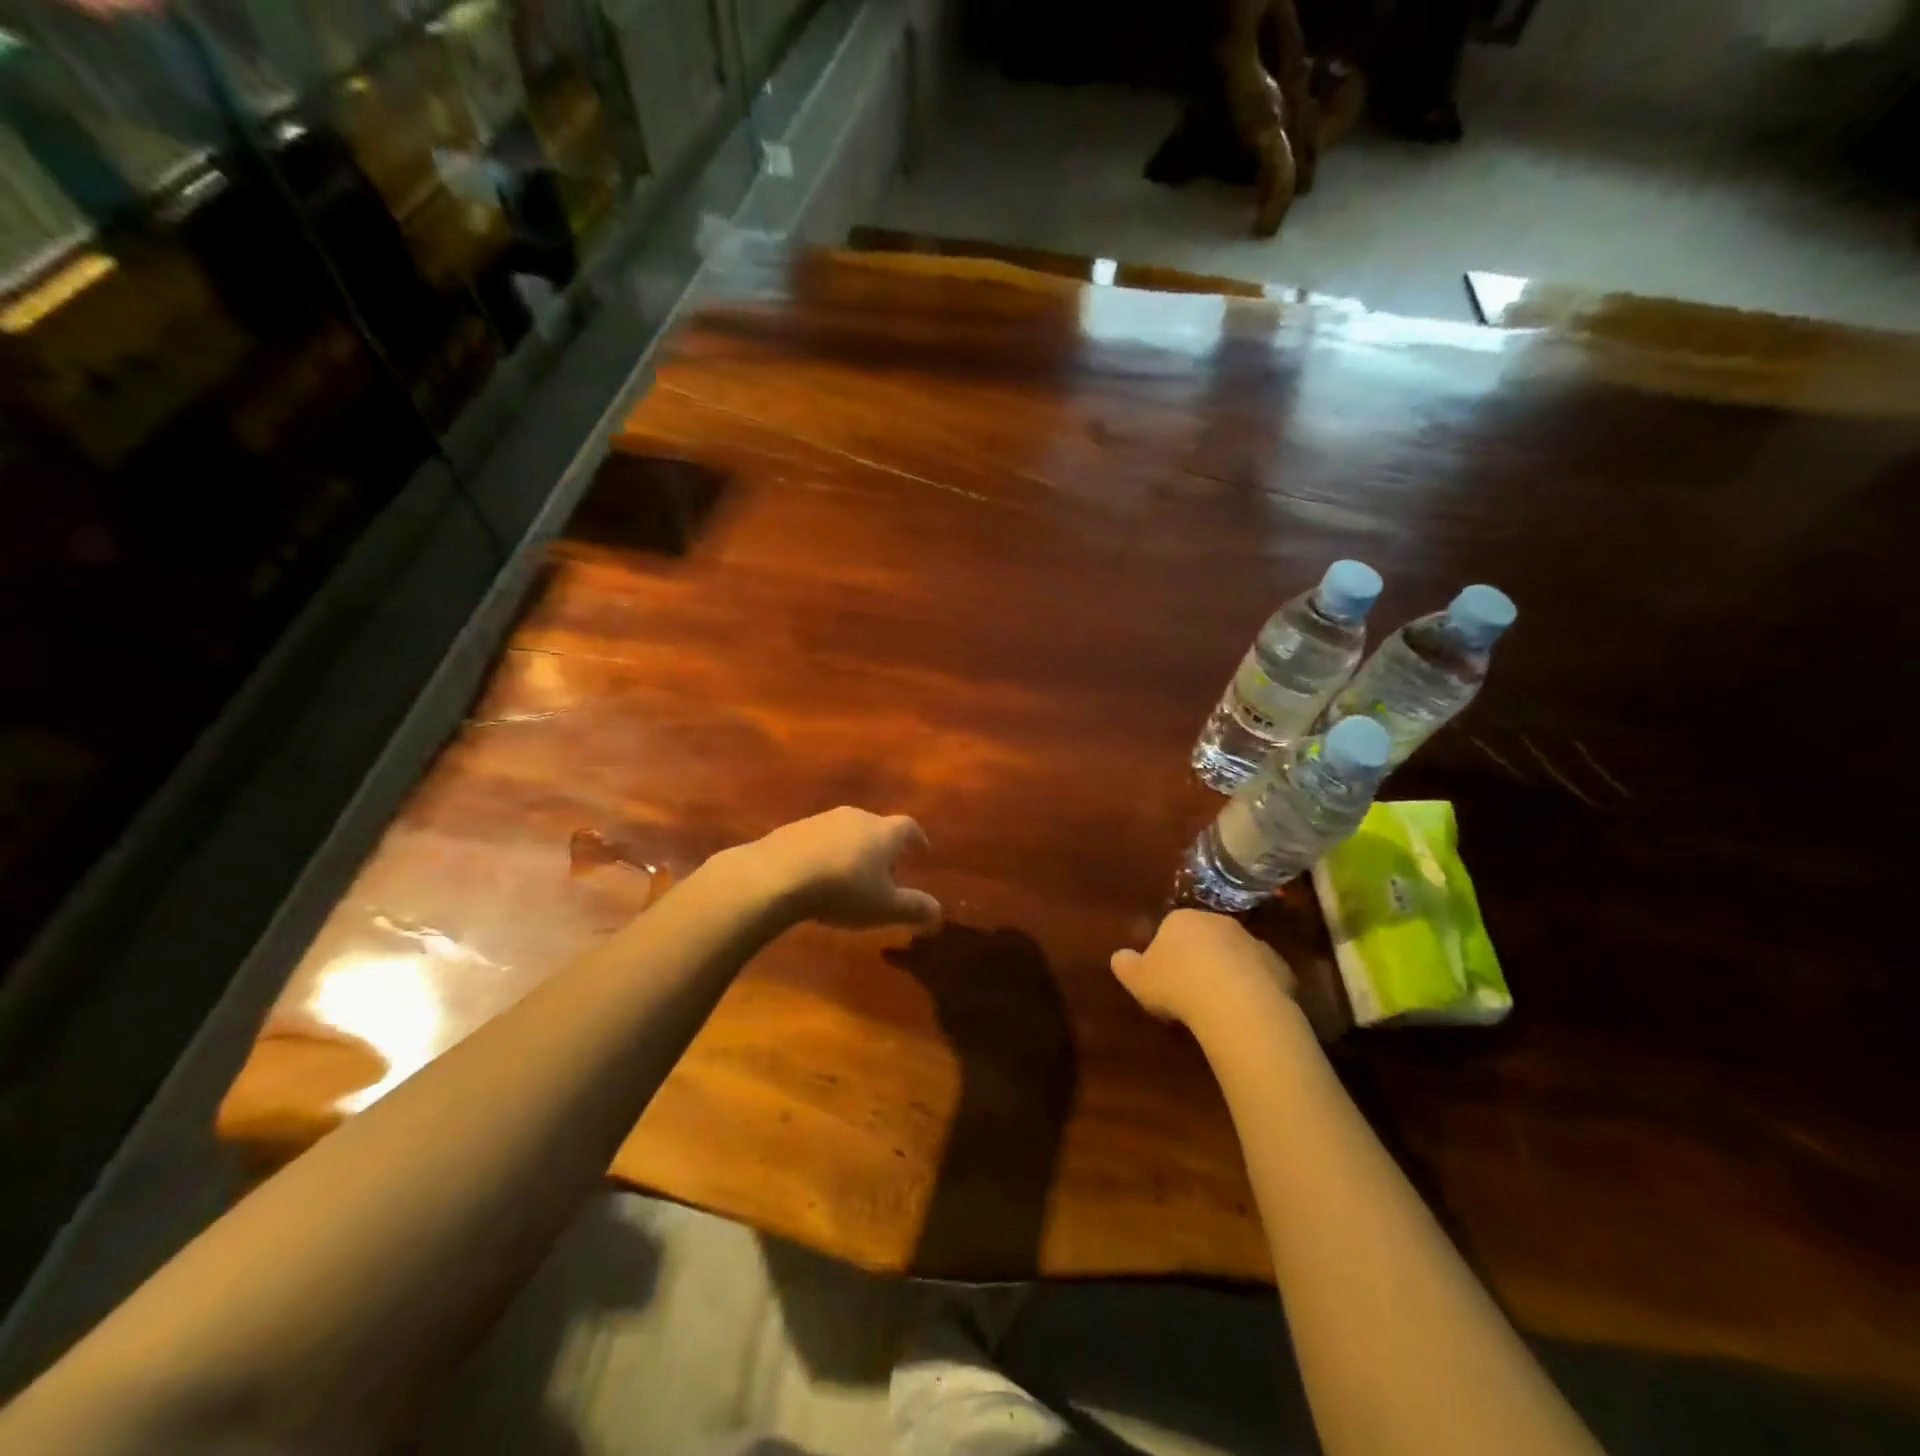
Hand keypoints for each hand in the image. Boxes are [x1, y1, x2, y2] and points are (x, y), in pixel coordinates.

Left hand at [733, 808, 941, 929]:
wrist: (776, 875)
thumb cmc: (842, 890)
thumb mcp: (884, 907)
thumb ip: (914, 908)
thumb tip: (940, 913)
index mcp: (884, 832)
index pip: (909, 827)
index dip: (917, 839)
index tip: (922, 851)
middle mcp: (856, 817)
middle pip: (877, 826)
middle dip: (884, 846)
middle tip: (887, 867)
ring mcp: (822, 820)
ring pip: (847, 831)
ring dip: (853, 848)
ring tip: (851, 873)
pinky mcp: (793, 829)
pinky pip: (819, 839)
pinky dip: (826, 853)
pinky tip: (818, 875)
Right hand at [1110, 910, 1295, 1033]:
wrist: (1236, 1003)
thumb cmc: (1178, 985)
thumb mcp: (1138, 979)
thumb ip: (1126, 965)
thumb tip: (1118, 956)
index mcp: (1181, 919)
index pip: (1170, 928)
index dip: (1166, 952)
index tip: (1164, 977)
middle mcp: (1217, 921)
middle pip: (1204, 937)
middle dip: (1199, 957)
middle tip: (1191, 990)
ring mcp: (1251, 941)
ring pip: (1234, 954)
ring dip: (1228, 972)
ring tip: (1219, 1005)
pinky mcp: (1277, 965)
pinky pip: (1260, 975)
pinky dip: (1253, 988)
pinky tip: (1245, 1011)